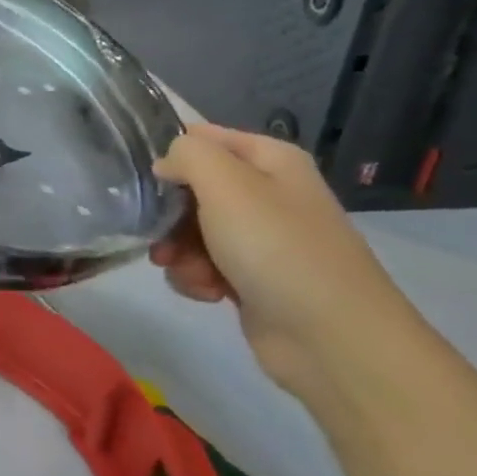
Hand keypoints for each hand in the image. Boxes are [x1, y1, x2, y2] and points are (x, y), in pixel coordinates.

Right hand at [150, 123, 419, 396]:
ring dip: (179, 252)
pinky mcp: (251, 278)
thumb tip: (167, 162)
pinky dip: (197, 278)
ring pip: (190, 231)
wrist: (331, 338)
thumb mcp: (227, 185)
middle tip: (162, 237)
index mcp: (270, 161)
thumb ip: (188, 155)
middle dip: (169, 215)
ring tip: (191, 273)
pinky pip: (203, 266)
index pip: (202, 137)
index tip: (145, 182)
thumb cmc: (277, 249)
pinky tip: (208, 293)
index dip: (170, 155)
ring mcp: (260, 239)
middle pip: (191, 189)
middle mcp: (267, 193)